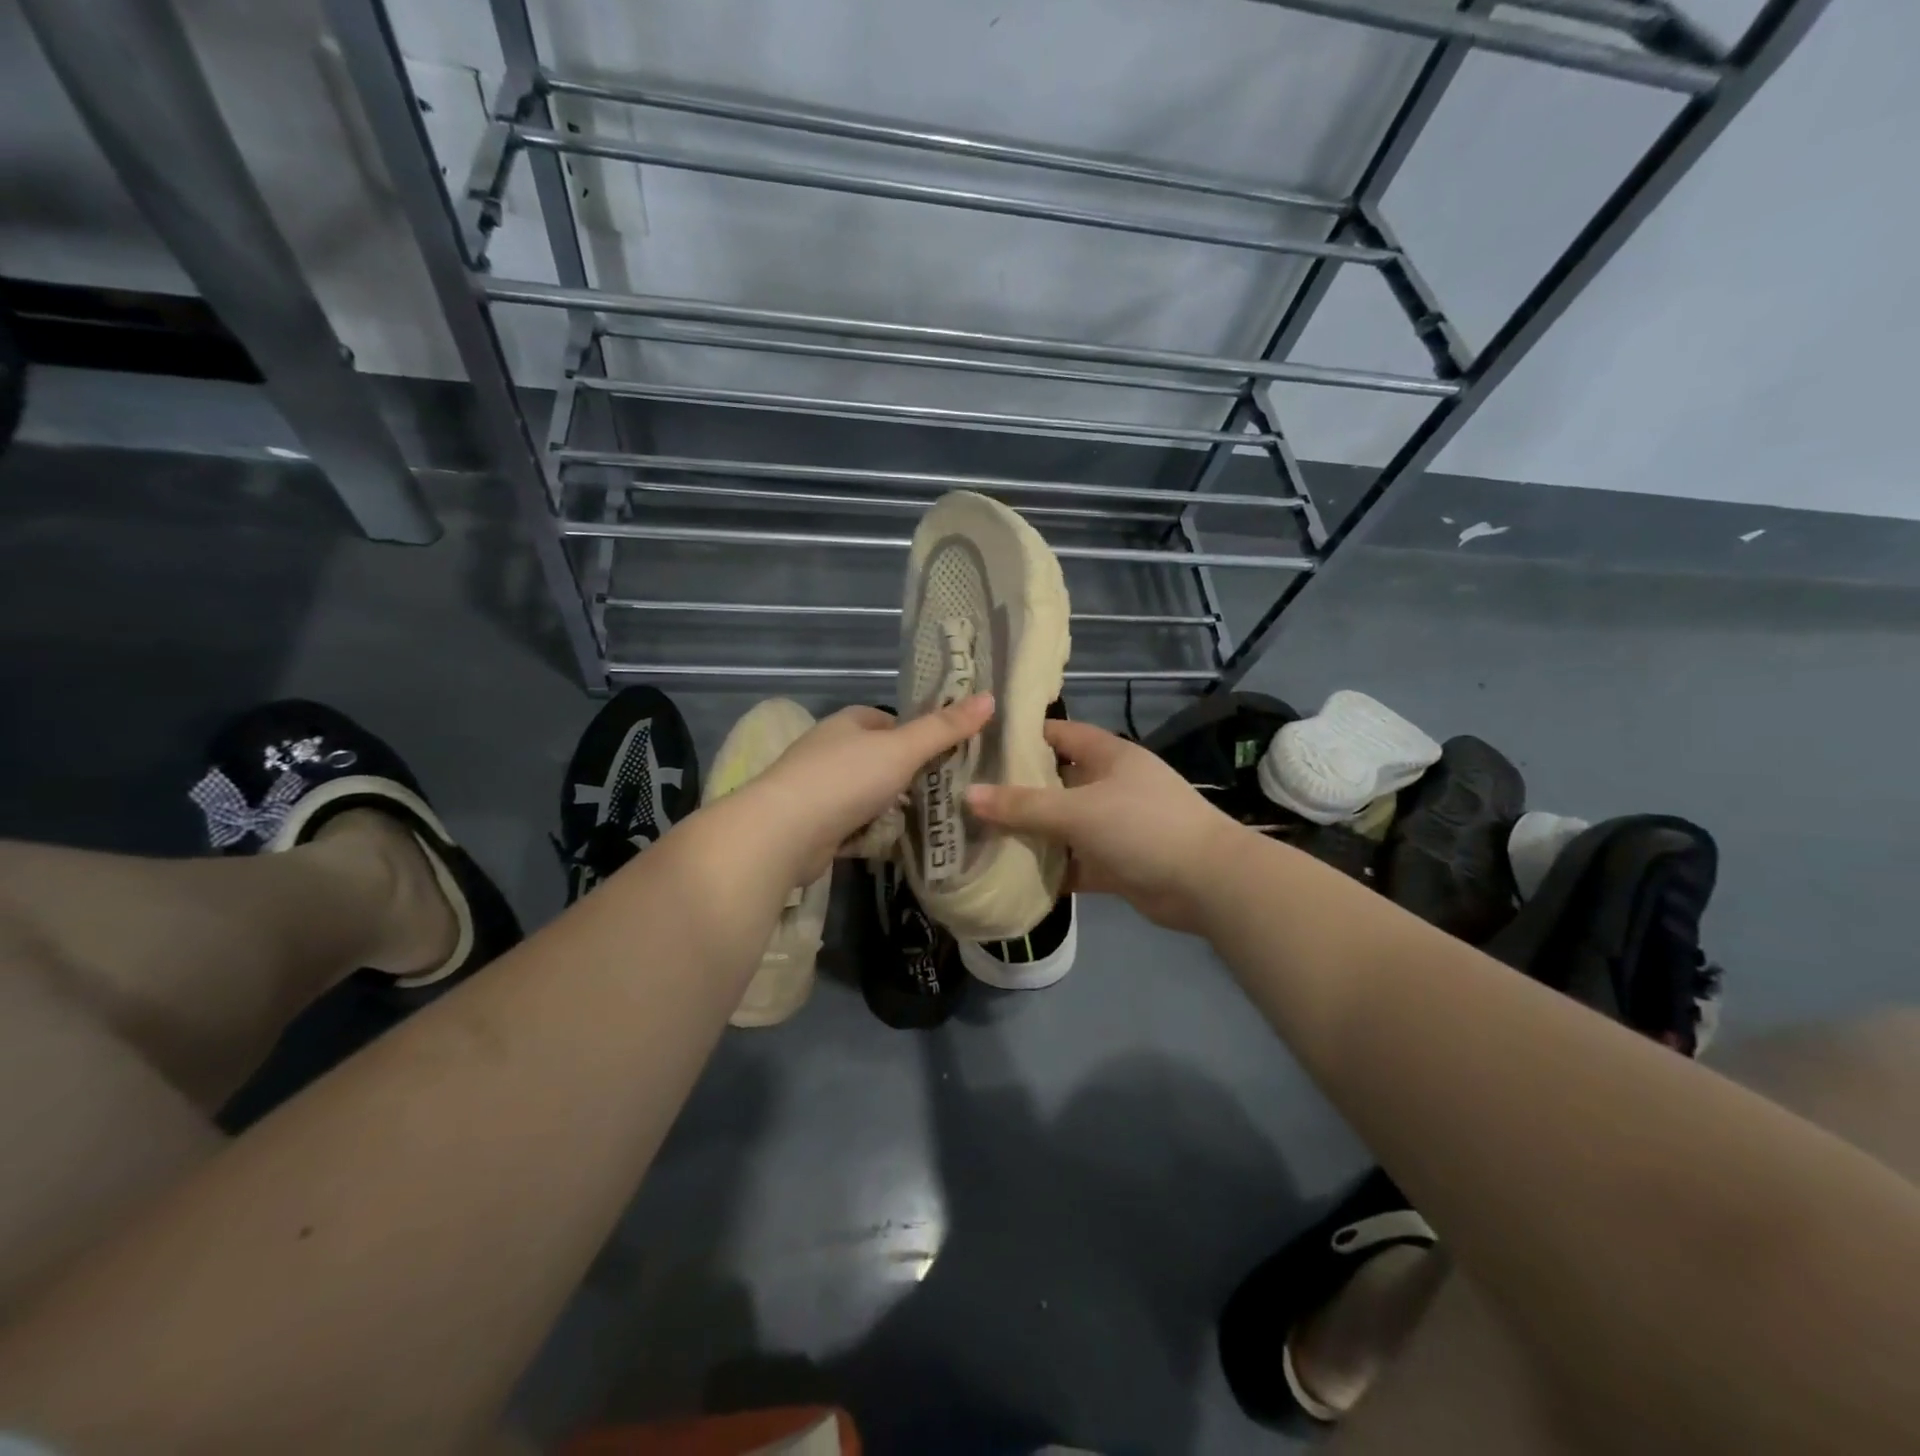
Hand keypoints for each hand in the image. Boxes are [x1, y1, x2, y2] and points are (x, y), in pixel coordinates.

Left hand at [745, 695, 994, 881]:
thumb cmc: (845, 779)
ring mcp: (820, 790)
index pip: (888, 721)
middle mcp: (831, 751)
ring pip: (869, 795)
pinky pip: (855, 826)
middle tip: (947, 792)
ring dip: (892, 808)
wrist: (783, 833)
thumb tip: (990, 697)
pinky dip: (873, 833)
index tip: (947, 753)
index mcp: (848, 723)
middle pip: (880, 759)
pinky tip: (897, 845)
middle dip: (909, 776)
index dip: (917, 734)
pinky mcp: (816, 826)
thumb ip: (944, 728)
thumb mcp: (902, 749)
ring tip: (930, 822)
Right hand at [967, 719, 1240, 932]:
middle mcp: (1110, 785)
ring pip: (1062, 824)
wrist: (1207, 883)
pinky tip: (1013, 876)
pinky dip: (1051, 869)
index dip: (1022, 736)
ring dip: (1031, 832)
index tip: (979, 746)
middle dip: (1017, 789)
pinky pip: (1074, 862)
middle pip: (1055, 781)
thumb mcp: (1077, 811)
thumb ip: (1022, 806)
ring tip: (979, 835)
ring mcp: (1114, 825)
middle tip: (968, 796)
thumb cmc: (1143, 827)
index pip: (1058, 733)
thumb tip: (966, 795)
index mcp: (1107, 756)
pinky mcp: (1116, 862)